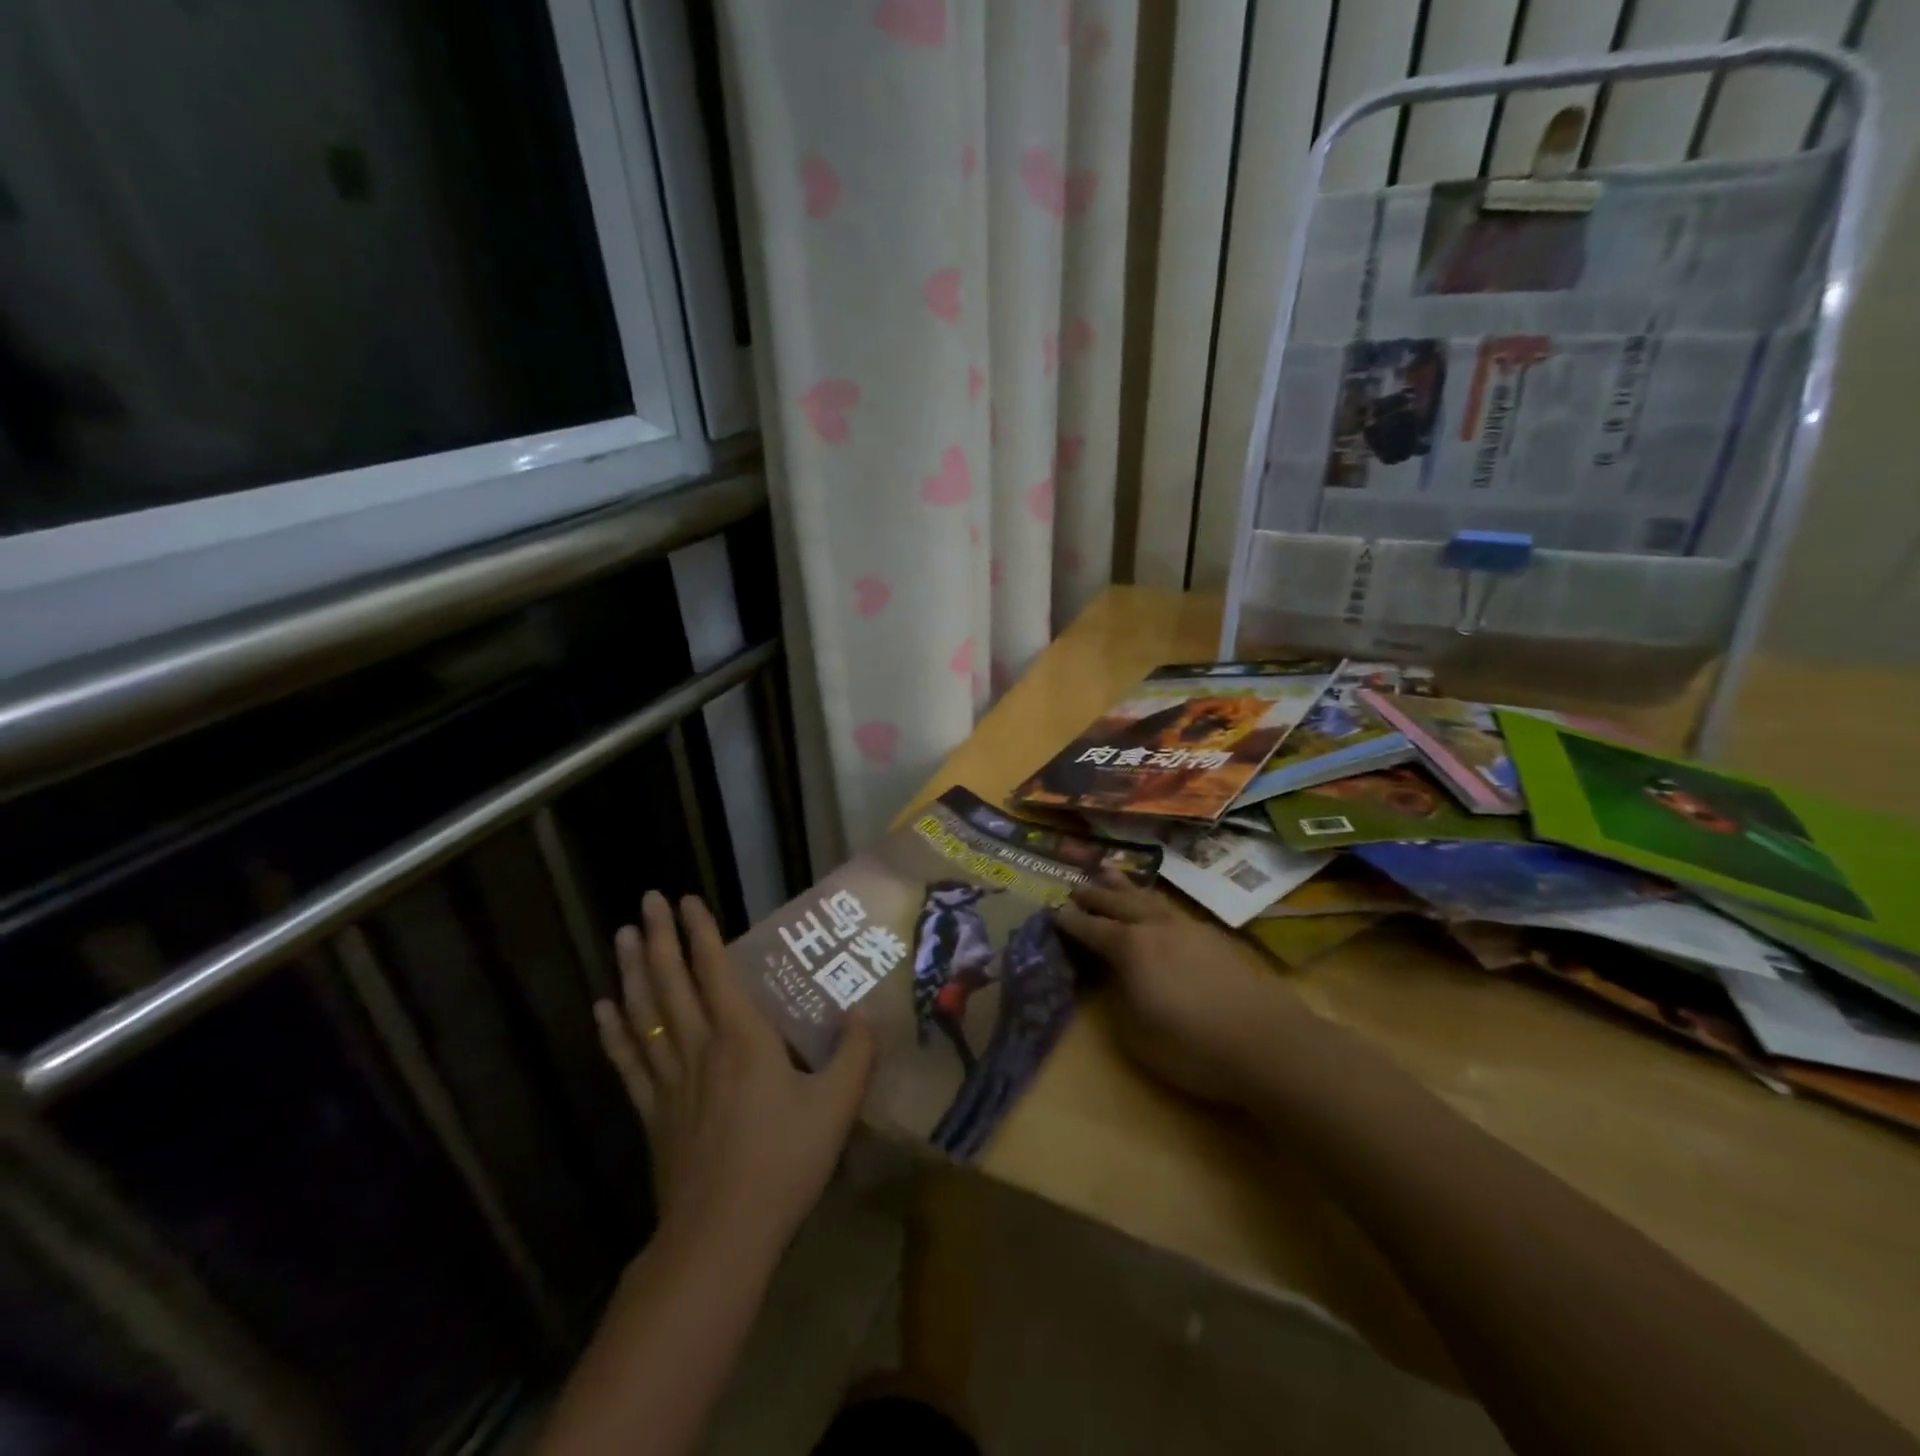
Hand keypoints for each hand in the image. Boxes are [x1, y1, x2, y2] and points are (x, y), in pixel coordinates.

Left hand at [594, 892, 874, 1259]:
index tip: (687, 899)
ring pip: (644, 1014)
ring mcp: (669, 1080)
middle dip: (660, 937)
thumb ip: (855, 1054)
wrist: (721, 1236)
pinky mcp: (652, 1113)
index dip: (702, 933)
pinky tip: (602, 1008)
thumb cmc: (783, 1163)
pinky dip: (614, 1031)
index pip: (716, 971)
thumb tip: (863, 1014)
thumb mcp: (837, 1106)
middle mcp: (699, 1048)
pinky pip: (628, 1061)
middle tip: (647, 900)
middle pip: (671, 982)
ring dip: (632, 971)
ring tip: (623, 935)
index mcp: (742, 1038)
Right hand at [1056, 873, 1315, 1105]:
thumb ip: (1119, 999)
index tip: (1053, 911)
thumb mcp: (1136, 1034)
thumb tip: (1118, 979)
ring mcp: (1188, 928)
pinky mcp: (1214, 938)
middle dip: (1094, 894)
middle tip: (1075, 886)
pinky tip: (1156, 906)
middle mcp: (1156, 928)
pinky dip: (1153, 901)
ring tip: (1109, 872)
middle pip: (1118, 903)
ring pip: (1149, 898)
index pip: (1091, 929)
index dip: (1070, 921)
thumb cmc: (1192, 1046)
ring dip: (1125, 886)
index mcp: (1130, 948)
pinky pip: (1172, 909)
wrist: (1268, 1044)